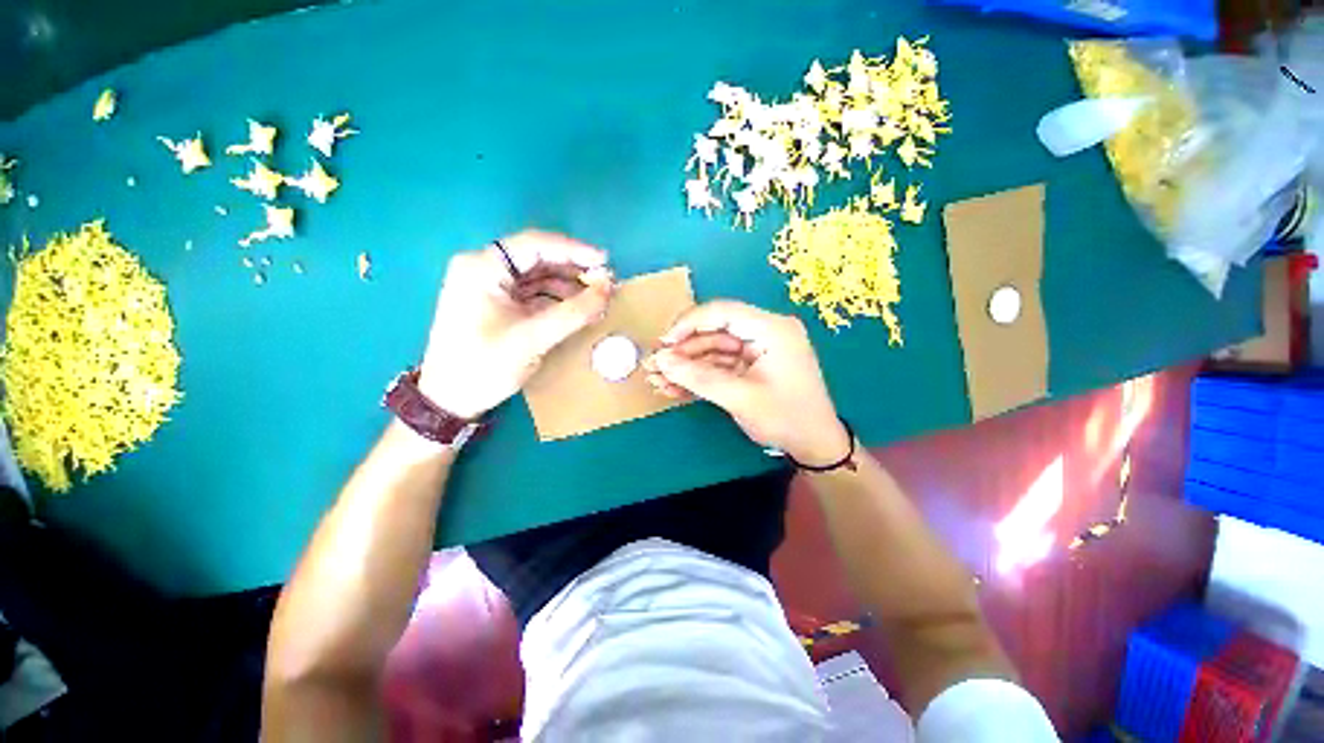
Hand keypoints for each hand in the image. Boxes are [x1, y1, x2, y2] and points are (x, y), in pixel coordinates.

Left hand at [418, 230, 612, 418]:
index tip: (605, 261)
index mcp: (482, 267)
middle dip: (573, 270)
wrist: (450, 400)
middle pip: (537, 259)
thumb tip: (608, 288)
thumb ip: (574, 312)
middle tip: (605, 283)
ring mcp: (489, 287)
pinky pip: (533, 294)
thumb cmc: (485, 365)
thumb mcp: (533, 338)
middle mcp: (483, 268)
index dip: (574, 250)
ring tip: (596, 300)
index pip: (535, 245)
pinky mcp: (497, 304)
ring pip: (538, 277)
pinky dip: (557, 301)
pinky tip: (577, 310)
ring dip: (568, 287)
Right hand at [643, 301, 849, 465]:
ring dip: (686, 367)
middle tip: (654, 367)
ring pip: (712, 351)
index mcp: (771, 329)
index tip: (663, 343)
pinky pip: (720, 365)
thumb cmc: (785, 418)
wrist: (815, 446)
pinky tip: (674, 388)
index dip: (688, 324)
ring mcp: (757, 350)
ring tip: (657, 381)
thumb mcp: (740, 398)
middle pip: (714, 332)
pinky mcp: (751, 366)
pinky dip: (699, 377)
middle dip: (682, 352)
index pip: (722, 312)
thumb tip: (661, 360)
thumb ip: (698, 377)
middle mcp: (765, 332)